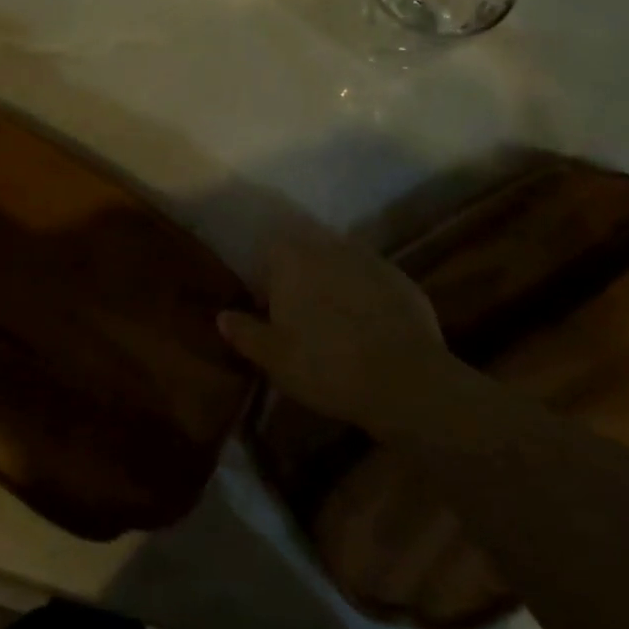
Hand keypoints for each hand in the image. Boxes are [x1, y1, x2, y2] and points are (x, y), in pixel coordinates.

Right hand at [218, 224, 446, 433]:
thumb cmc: (326, 366)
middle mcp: (328, 246)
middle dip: (300, 271)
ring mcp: (369, 259)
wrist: (406, 382)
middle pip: (306, 248)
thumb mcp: (274, 358)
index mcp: (291, 258)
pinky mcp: (401, 278)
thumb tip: (222, 315)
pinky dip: (366, 293)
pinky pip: (372, 278)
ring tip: (334, 317)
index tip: (268, 304)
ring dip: (333, 278)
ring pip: (340, 259)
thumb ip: (244, 332)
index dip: (267, 273)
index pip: (270, 248)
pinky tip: (369, 324)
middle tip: (300, 310)